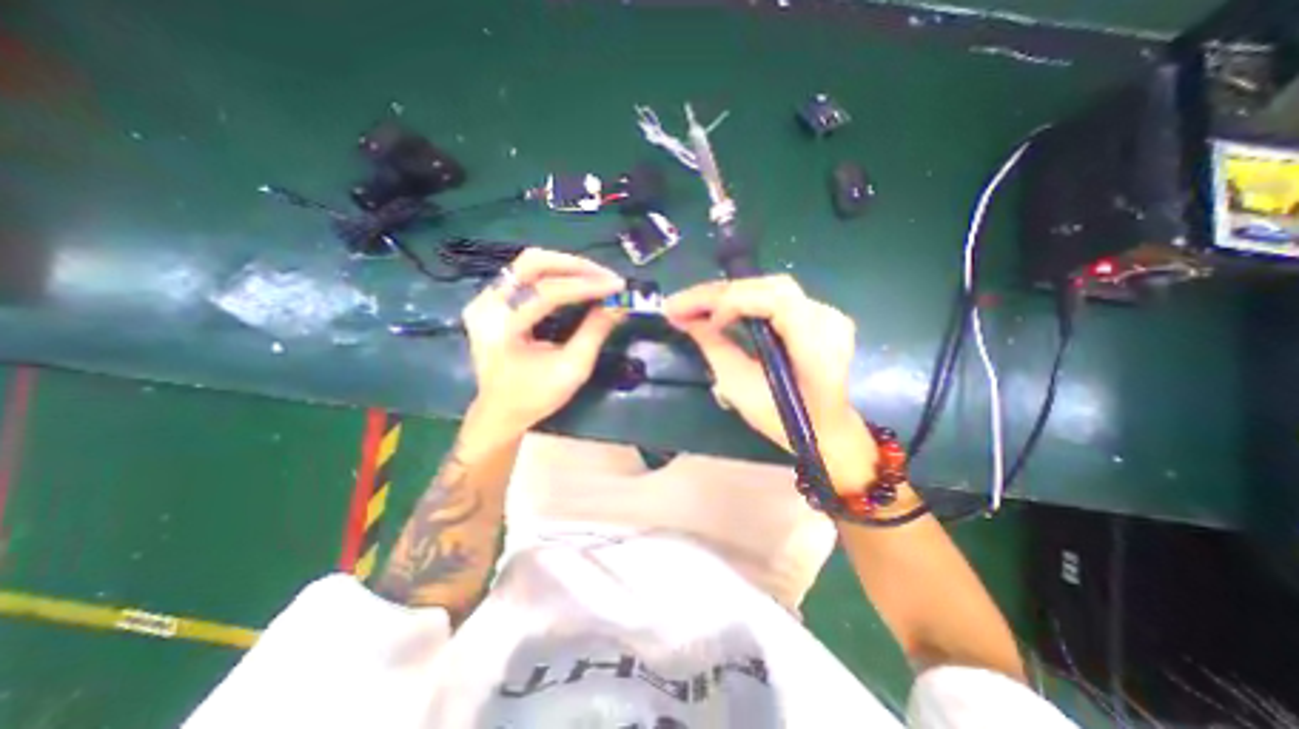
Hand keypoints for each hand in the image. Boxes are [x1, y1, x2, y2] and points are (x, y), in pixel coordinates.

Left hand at [461, 248, 622, 438]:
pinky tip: (575, 283)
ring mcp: (484, 299)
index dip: (586, 286)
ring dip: (566, 266)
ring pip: (528, 263)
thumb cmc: (535, 396)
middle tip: (606, 276)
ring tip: (596, 278)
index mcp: (501, 328)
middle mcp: (486, 305)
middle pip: (532, 263)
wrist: (500, 411)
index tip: (617, 285)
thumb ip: (595, 332)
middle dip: (575, 266)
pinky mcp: (490, 300)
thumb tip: (619, 305)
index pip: (547, 292)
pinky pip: (525, 275)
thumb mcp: (572, 369)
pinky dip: (554, 274)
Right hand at [664, 278, 876, 492]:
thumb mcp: (741, 388)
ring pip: (769, 287)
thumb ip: (715, 347)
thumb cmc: (783, 419)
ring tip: (693, 305)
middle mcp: (827, 320)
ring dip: (727, 294)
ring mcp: (827, 314)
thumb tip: (685, 318)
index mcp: (816, 346)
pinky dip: (743, 299)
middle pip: (768, 287)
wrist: (826, 429)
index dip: (729, 302)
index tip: (691, 316)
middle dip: (718, 293)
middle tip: (679, 305)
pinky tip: (720, 308)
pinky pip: (775, 296)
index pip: (774, 301)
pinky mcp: (818, 314)